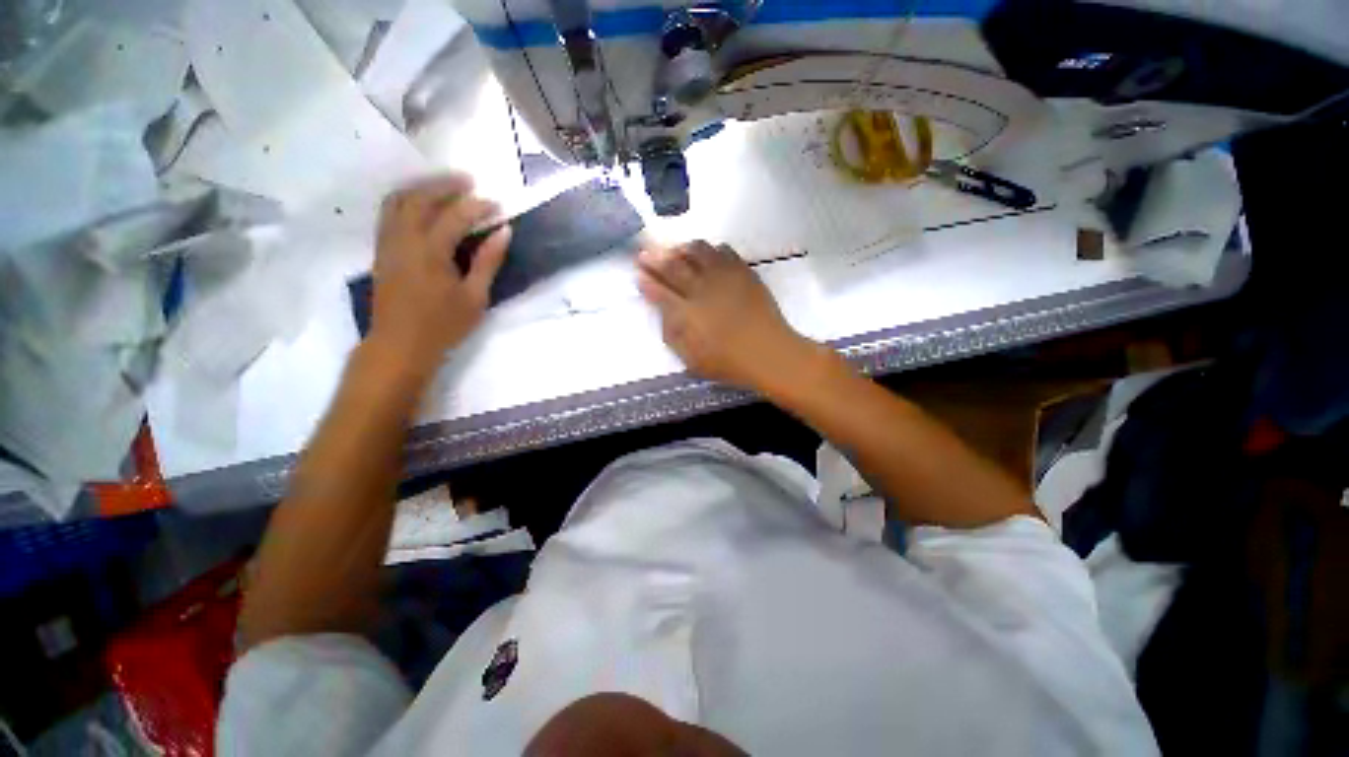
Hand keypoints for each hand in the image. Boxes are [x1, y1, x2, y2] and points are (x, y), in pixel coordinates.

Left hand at [369, 174, 510, 373]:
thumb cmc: (443, 325)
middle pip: (420, 198)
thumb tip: (503, 232)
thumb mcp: (475, 297)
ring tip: (444, 185)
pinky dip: (406, 200)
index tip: (497, 204)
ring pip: (398, 200)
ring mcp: (387, 242)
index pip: (455, 216)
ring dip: (421, 187)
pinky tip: (421, 204)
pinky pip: (389, 212)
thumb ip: (488, 262)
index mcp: (430, 252)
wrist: (400, 345)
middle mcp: (404, 239)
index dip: (477, 206)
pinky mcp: (381, 250)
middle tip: (469, 181)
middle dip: (445, 185)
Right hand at [637, 241, 814, 391]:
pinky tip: (710, 254)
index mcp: (686, 313)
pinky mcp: (743, 272)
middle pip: (673, 267)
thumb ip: (673, 335)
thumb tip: (663, 312)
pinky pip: (724, 251)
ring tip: (677, 250)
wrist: (768, 352)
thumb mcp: (691, 359)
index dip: (647, 281)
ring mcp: (723, 277)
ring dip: (683, 249)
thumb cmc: (727, 362)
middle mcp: (701, 289)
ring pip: (698, 252)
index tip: (638, 273)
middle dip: (655, 258)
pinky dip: (712, 249)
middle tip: (645, 252)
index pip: (659, 292)